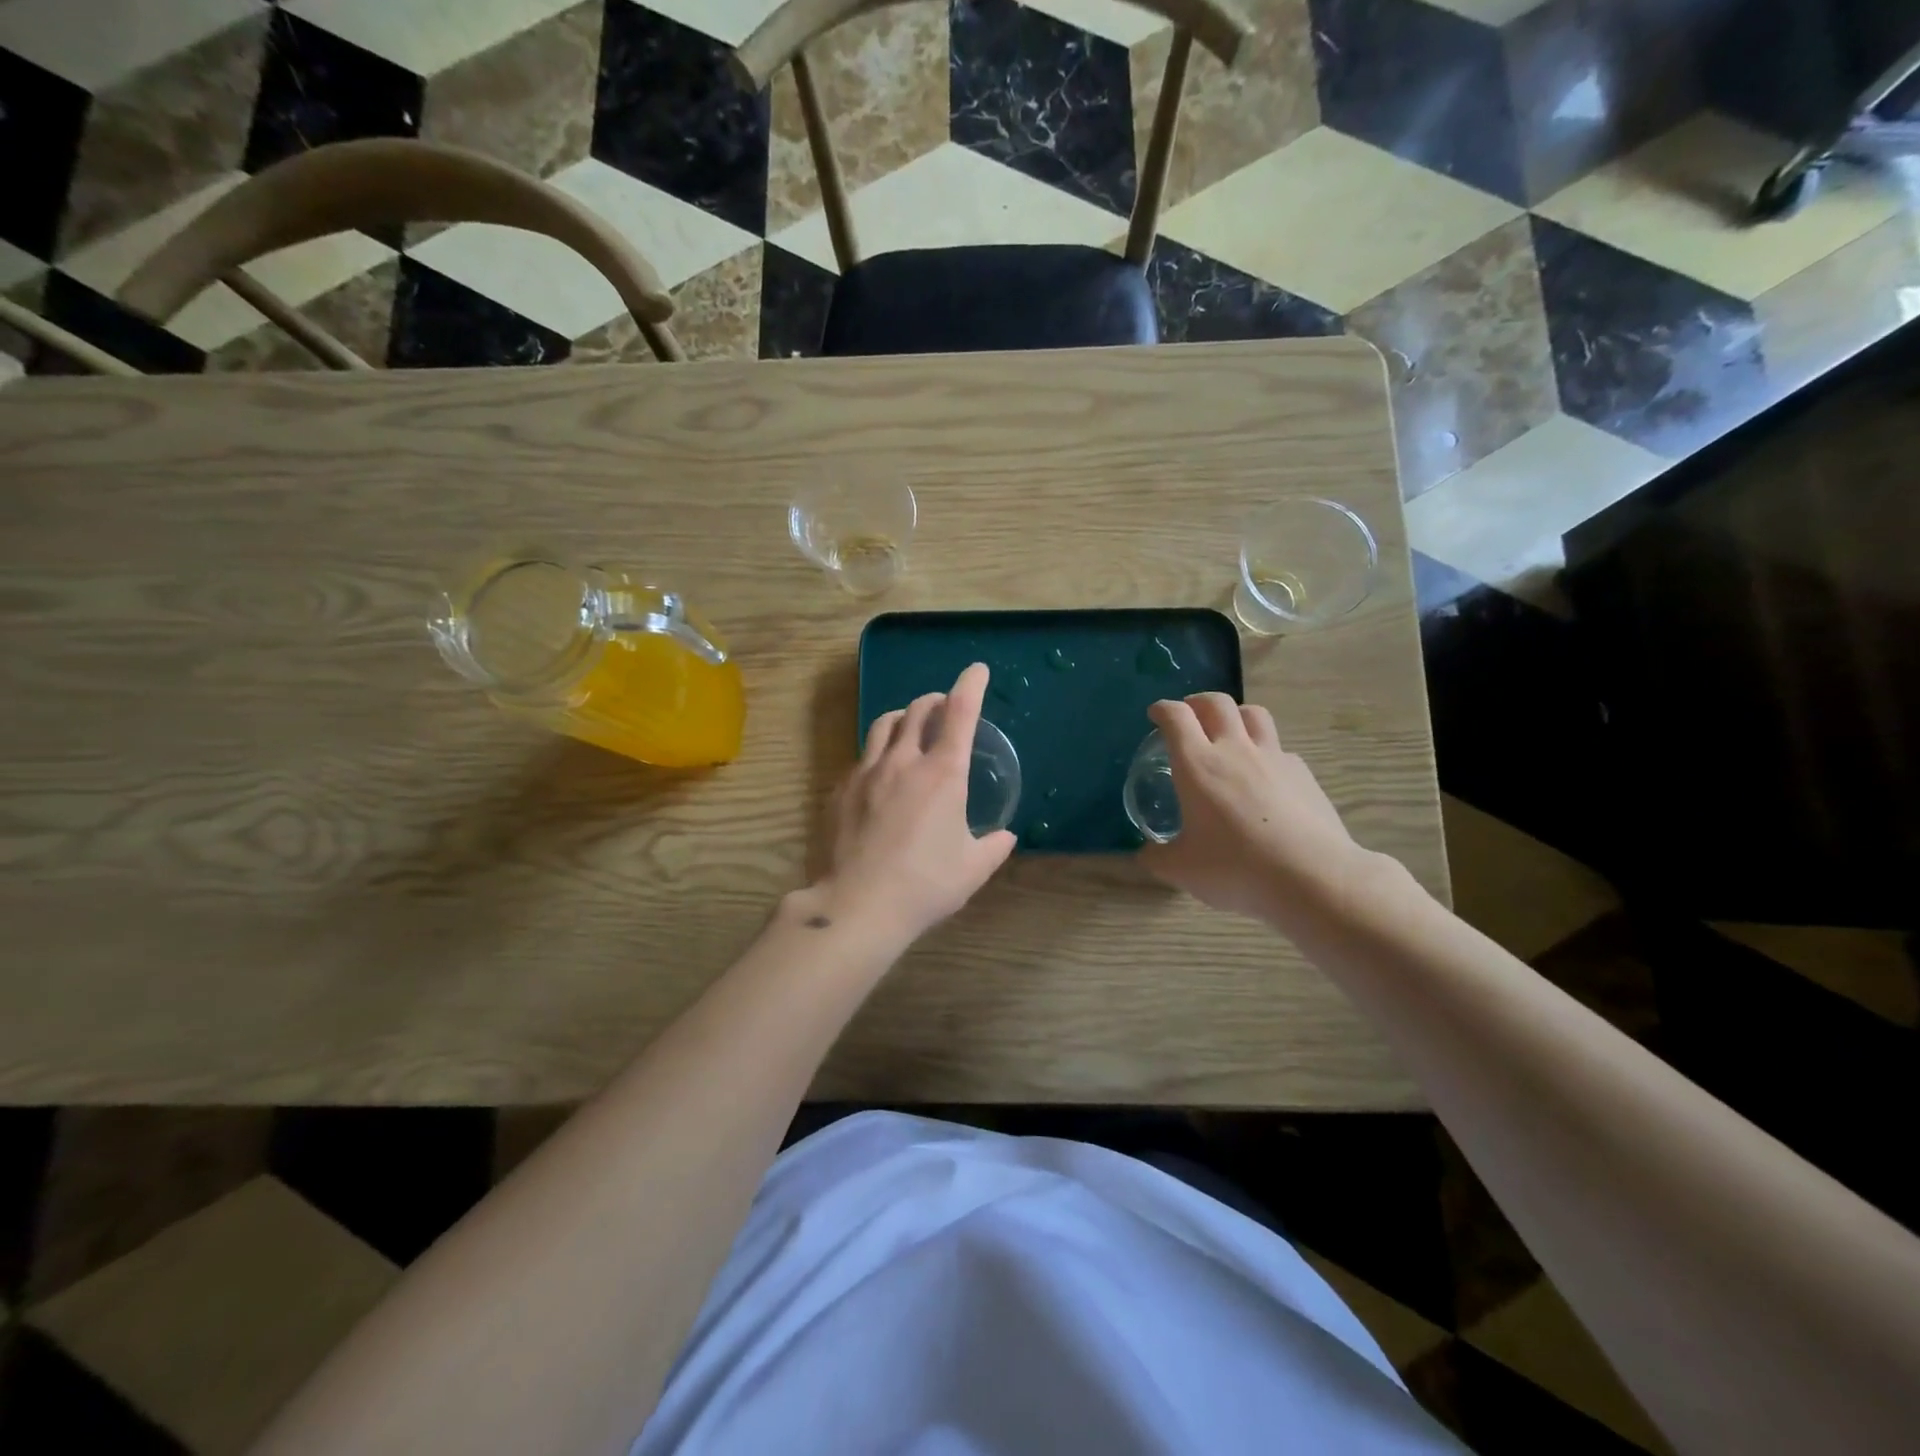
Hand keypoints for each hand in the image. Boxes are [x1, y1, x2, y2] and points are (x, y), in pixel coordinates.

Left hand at [812, 662, 1017, 946]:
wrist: (858, 905)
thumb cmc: (925, 885)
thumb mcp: (972, 869)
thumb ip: (993, 846)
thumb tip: (1005, 836)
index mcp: (942, 773)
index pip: (960, 712)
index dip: (970, 685)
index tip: (976, 670)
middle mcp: (904, 761)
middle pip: (918, 709)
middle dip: (935, 699)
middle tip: (944, 705)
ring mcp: (867, 773)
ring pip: (884, 725)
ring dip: (903, 716)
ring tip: (910, 725)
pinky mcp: (841, 790)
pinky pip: (862, 756)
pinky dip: (879, 752)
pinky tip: (880, 773)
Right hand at [1139, 693, 1367, 923]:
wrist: (1312, 877)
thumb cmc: (1236, 867)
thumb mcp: (1181, 870)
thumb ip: (1157, 857)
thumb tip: (1146, 854)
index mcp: (1198, 765)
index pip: (1176, 717)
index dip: (1162, 710)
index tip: (1156, 715)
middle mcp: (1235, 750)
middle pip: (1217, 703)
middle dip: (1198, 702)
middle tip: (1189, 716)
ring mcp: (1274, 758)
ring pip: (1254, 714)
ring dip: (1236, 715)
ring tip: (1229, 732)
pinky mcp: (1303, 774)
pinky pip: (1280, 749)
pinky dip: (1266, 751)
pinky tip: (1265, 775)